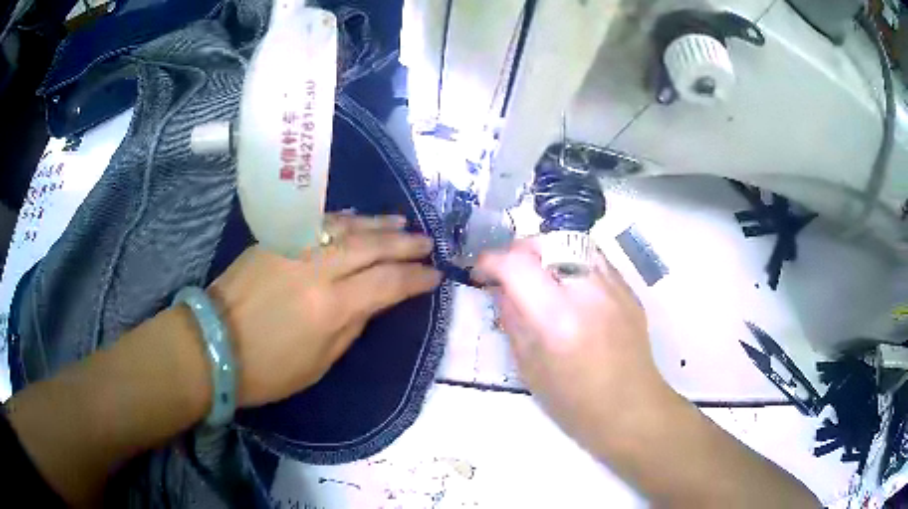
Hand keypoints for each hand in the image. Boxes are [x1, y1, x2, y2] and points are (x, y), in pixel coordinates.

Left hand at [208, 214, 441, 407]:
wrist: (213, 344)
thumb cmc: (268, 369)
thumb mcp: (319, 363)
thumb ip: (352, 326)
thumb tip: (372, 301)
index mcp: (331, 307)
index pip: (387, 283)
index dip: (415, 278)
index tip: (434, 276)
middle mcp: (317, 269)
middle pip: (372, 246)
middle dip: (405, 244)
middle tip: (427, 242)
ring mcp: (294, 247)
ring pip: (346, 226)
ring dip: (378, 224)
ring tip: (401, 221)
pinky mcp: (275, 239)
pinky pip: (317, 222)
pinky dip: (343, 219)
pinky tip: (358, 218)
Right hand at [477, 239, 670, 447]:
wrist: (631, 410)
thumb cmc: (574, 403)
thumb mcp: (530, 368)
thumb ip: (513, 321)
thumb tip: (501, 290)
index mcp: (558, 318)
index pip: (516, 265)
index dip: (491, 261)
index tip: (481, 273)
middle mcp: (588, 291)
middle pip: (546, 242)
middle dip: (519, 251)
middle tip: (509, 273)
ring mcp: (614, 286)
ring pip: (573, 243)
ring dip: (548, 253)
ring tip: (540, 276)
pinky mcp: (629, 290)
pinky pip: (595, 259)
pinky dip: (573, 262)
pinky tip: (570, 288)